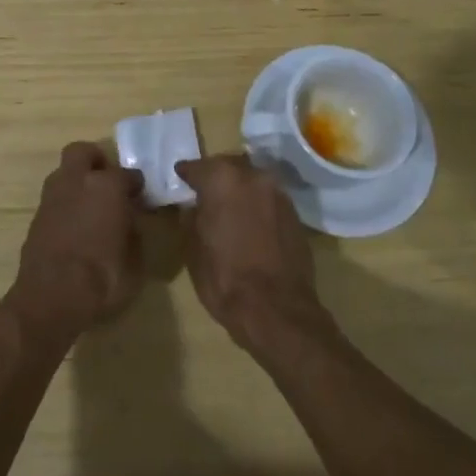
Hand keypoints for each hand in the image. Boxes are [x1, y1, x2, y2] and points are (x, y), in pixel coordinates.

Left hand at [8, 142, 143, 342]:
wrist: (51, 298)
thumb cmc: (103, 278)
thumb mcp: (135, 262)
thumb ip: (133, 234)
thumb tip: (128, 224)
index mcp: (107, 186)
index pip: (128, 174)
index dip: (136, 185)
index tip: (140, 197)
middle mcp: (77, 182)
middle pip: (83, 152)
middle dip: (96, 162)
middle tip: (108, 182)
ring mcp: (52, 197)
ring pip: (64, 173)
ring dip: (77, 182)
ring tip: (91, 206)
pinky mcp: (35, 217)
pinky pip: (55, 199)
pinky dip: (66, 205)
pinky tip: (75, 226)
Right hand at [175, 154, 329, 353]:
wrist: (277, 309)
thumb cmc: (225, 277)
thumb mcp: (192, 248)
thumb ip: (191, 218)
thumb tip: (193, 207)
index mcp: (222, 179)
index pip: (197, 167)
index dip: (186, 173)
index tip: (180, 176)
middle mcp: (252, 176)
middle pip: (228, 166)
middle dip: (216, 176)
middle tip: (205, 191)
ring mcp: (278, 193)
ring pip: (252, 180)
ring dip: (239, 189)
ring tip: (229, 207)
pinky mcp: (295, 214)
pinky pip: (268, 199)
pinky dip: (257, 205)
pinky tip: (250, 222)